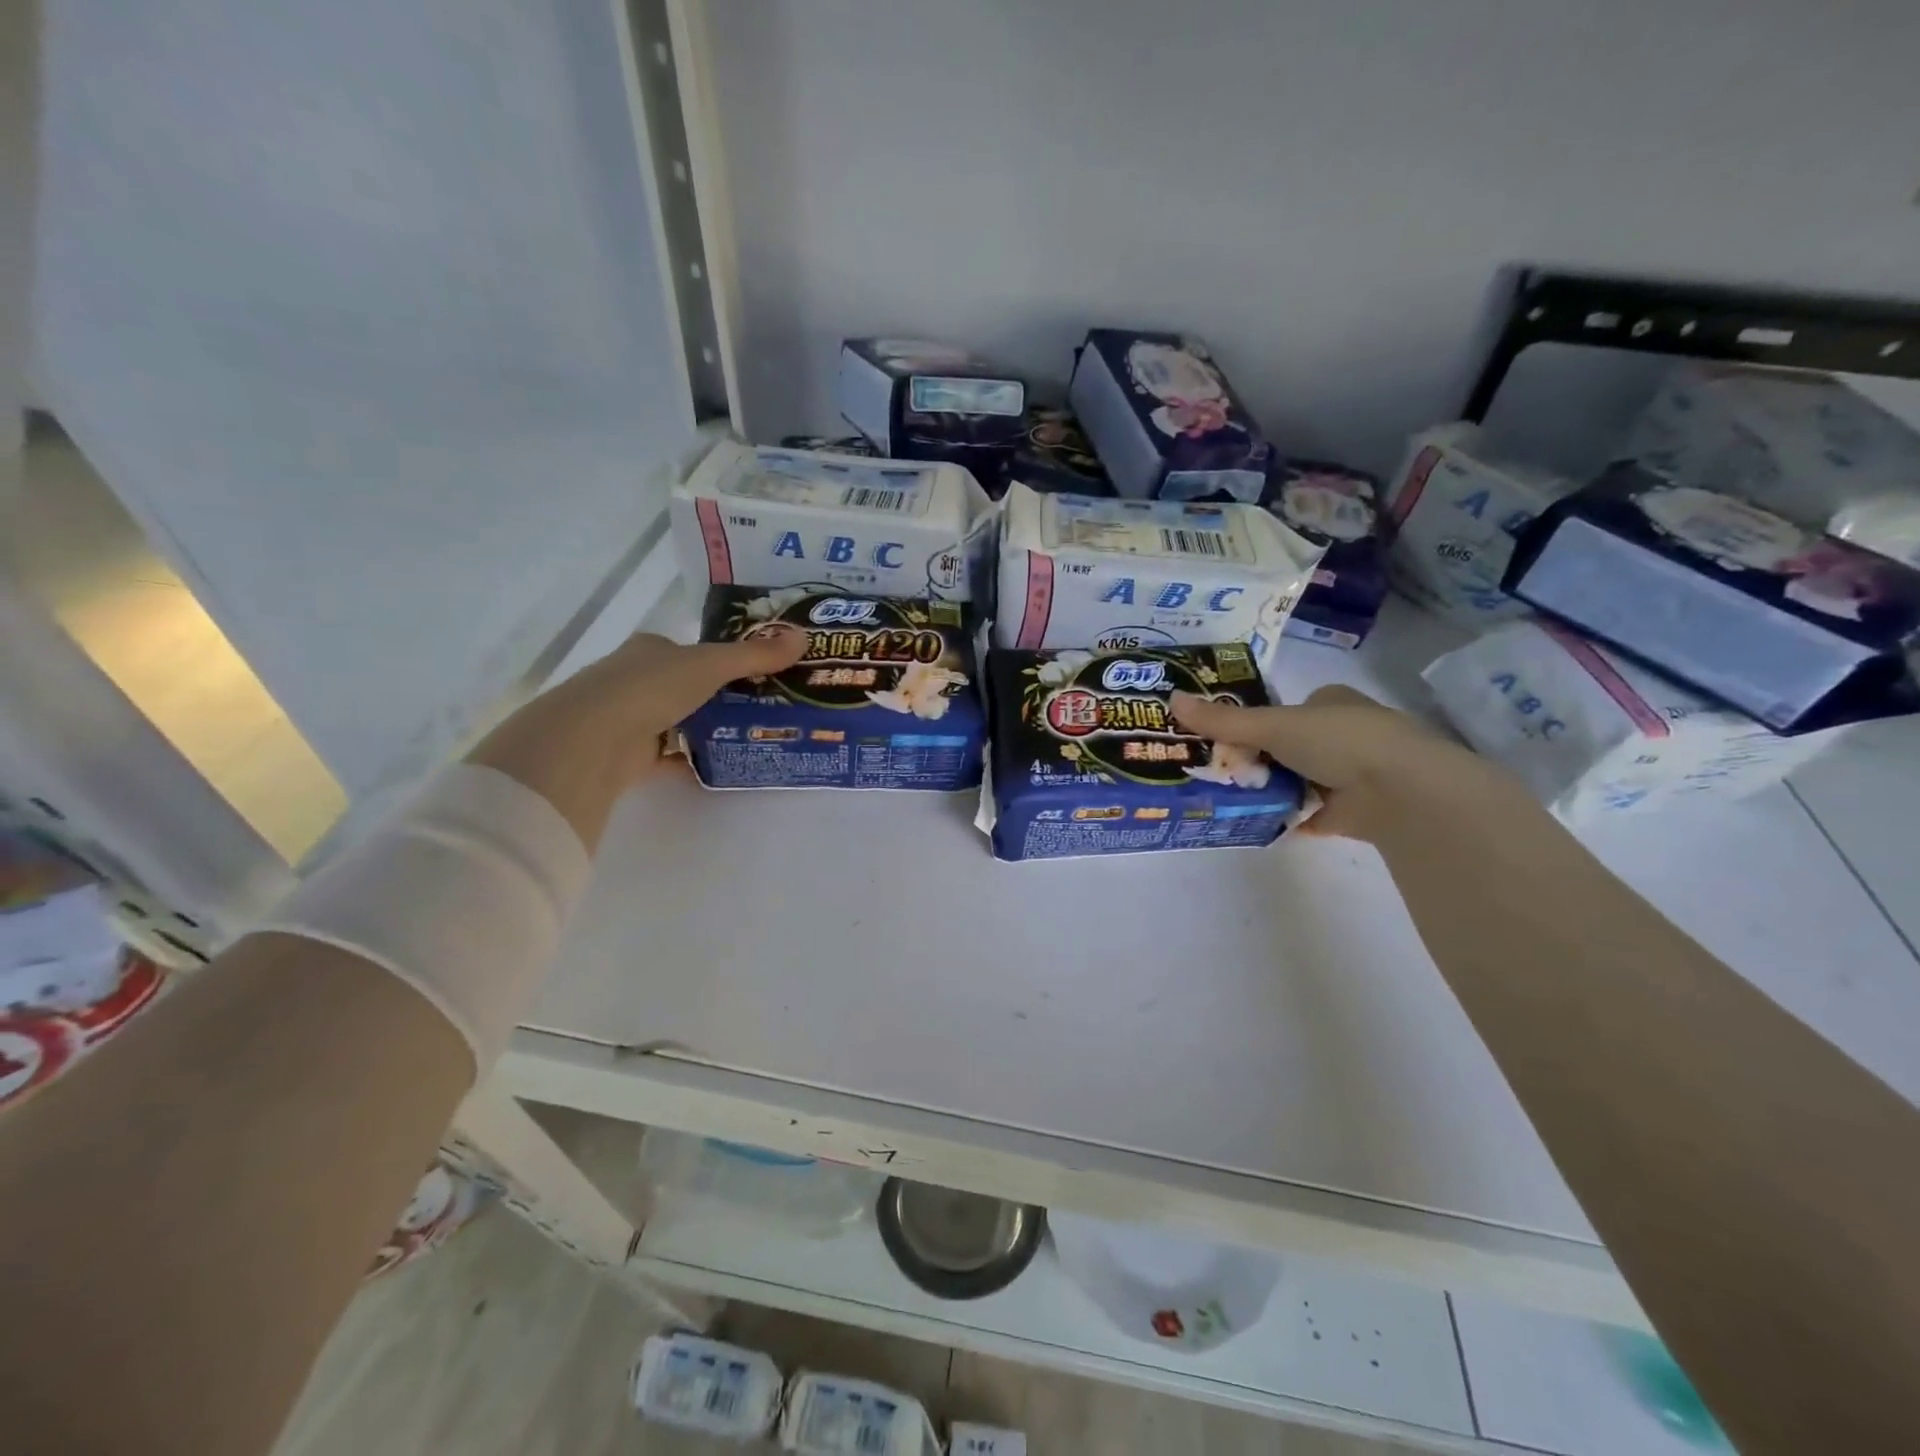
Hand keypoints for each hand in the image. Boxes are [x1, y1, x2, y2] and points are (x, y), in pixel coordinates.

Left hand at [466, 626, 807, 846]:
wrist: (594, 738)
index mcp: (651, 649)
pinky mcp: (628, 755)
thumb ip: (756, 655)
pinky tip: (721, 766)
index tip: (756, 675)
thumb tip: (804, 637)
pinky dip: (692, 761)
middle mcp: (636, 678)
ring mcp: (629, 717)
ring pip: (678, 720)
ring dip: (706, 728)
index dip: (721, 660)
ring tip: (750, 736)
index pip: (690, 651)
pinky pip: (669, 756)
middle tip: (764, 708)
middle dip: (719, 696)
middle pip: (686, 686)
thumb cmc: (651, 686)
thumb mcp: (712, 665)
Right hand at [1170, 684, 1483, 842]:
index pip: (1285, 709)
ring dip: (1271, 789)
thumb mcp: (1272, 725)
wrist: (1401, 791)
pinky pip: (1309, 814)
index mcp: (1331, 702)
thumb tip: (1171, 699)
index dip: (1255, 723)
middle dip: (1258, 760)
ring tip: (1228, 798)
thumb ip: (1223, 721)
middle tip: (1218, 771)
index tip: (1222, 740)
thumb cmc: (1339, 740)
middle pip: (1288, 746)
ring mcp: (1351, 774)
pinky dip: (1287, 818)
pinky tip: (1257, 824)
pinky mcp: (1353, 811)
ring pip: (1298, 779)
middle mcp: (1344, 734)